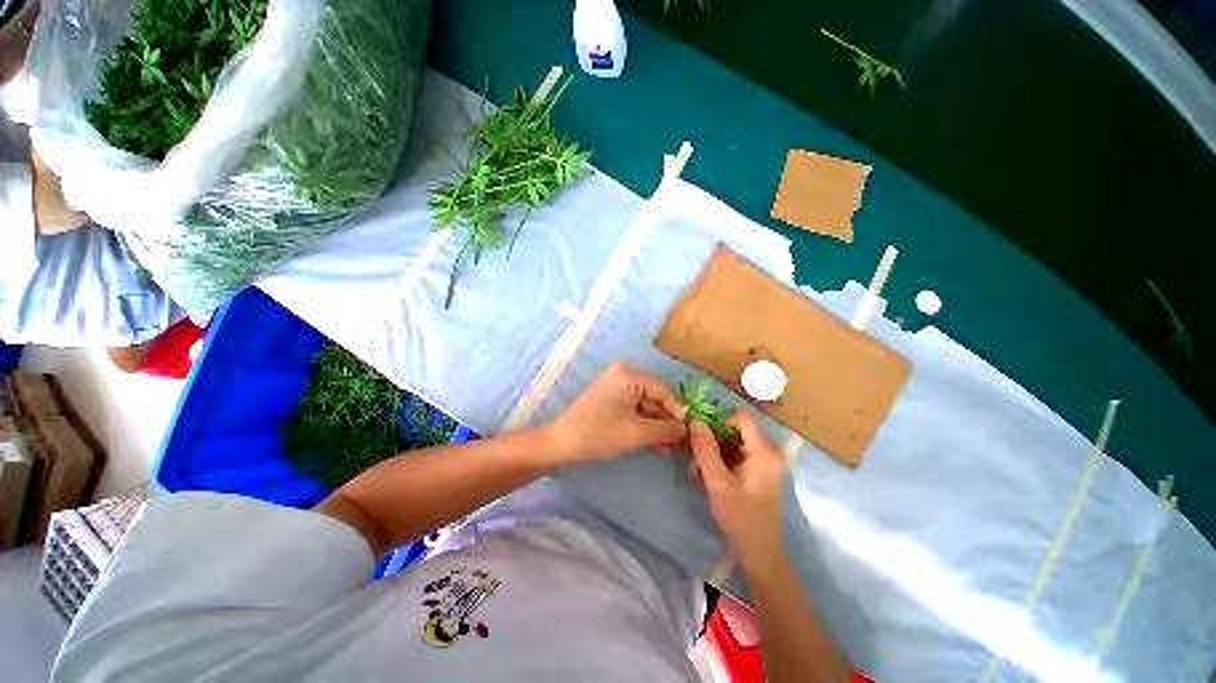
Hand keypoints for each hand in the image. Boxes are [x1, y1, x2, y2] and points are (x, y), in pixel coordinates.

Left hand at [543, 363, 686, 464]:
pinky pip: (633, 410)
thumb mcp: (637, 433)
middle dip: (666, 422)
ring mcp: (615, 386)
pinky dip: (643, 425)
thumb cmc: (599, 435)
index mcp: (628, 375)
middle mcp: (623, 375)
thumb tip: (687, 428)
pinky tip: (655, 443)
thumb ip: (666, 429)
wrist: (561, 445)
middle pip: (654, 398)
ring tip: (669, 448)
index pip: (663, 391)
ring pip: (645, 406)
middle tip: (680, 445)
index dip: (678, 412)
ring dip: (656, 427)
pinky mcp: (610, 399)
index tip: (688, 433)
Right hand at [689, 412, 786, 576]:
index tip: (701, 438)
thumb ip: (705, 449)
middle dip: (712, 441)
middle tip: (694, 460)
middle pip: (735, 430)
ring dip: (712, 453)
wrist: (759, 553)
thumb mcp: (717, 482)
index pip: (741, 417)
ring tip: (697, 473)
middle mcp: (768, 452)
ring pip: (733, 443)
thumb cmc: (740, 517)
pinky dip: (720, 462)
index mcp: (764, 451)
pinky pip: (736, 455)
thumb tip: (695, 420)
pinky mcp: (759, 472)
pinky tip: (707, 477)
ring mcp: (765, 462)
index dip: (719, 422)